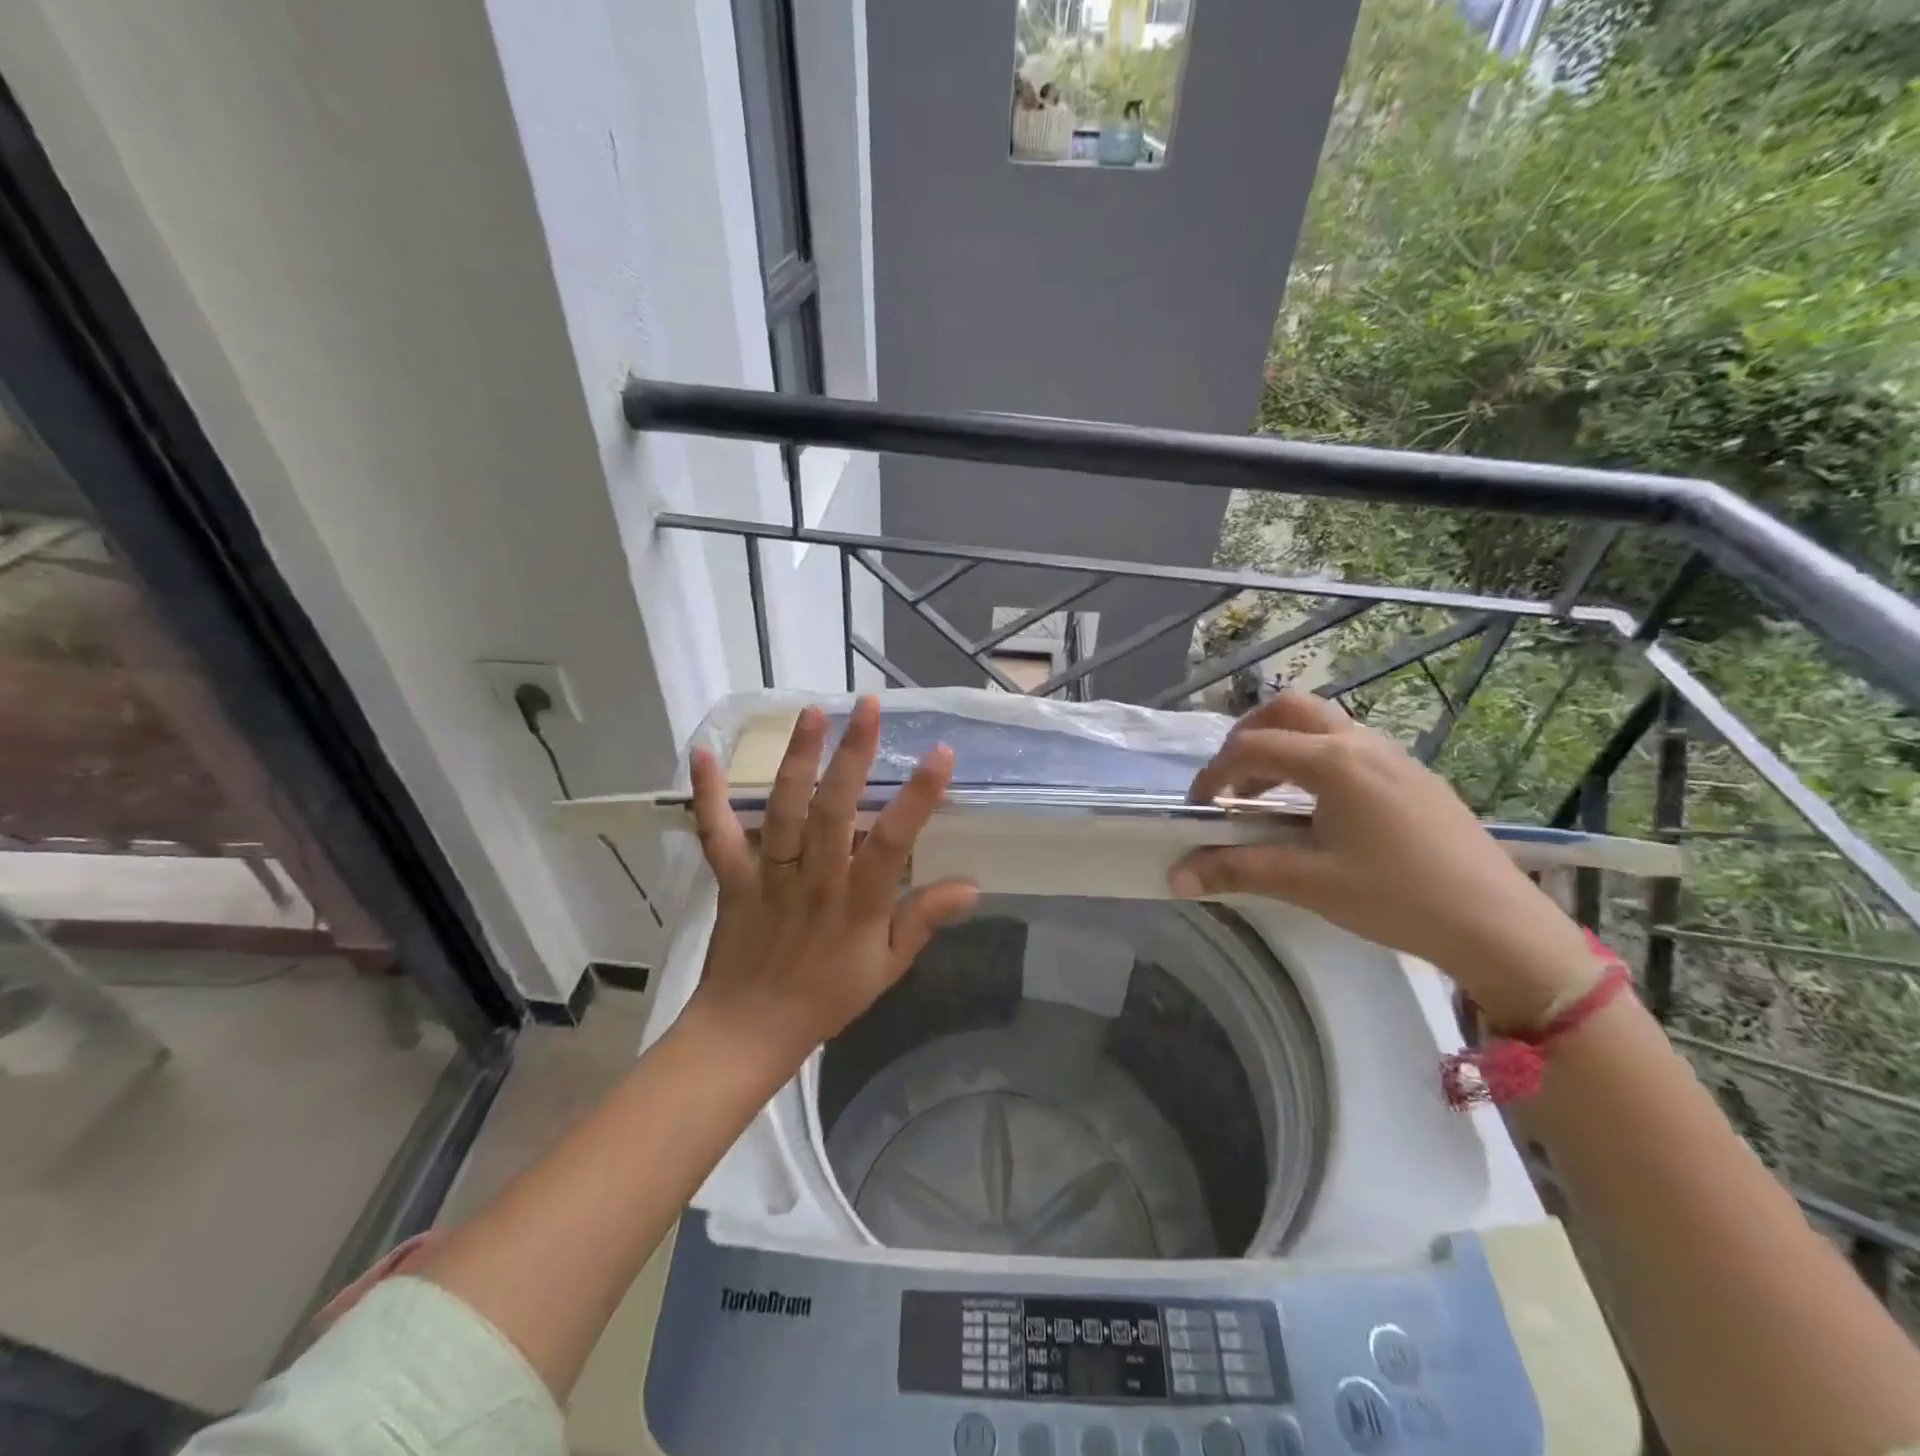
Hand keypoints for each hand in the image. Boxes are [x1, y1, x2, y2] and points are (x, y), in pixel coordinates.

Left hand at [686, 696, 978, 1061]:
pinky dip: (707, 795)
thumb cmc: (826, 997)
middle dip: (853, 755)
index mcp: (856, 903)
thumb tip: (971, 887)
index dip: (918, 797)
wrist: (750, 1029)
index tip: (940, 754)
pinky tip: (703, 753)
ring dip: (797, 759)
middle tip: (869, 707)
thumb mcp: (887, 968)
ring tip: (812, 712)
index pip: (892, 842)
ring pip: (783, 810)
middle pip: (834, 810)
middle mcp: (814, 880)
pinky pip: (716, 833)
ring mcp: (769, 876)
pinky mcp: (732, 878)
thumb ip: (923, 921)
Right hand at [1169, 692, 1594, 1026]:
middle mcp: (1362, 744)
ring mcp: (1394, 757)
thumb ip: (1238, 870)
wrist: (1500, 927)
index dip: (1214, 774)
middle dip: (1247, 735)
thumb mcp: (1310, 883)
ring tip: (1266, 796)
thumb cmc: (1398, 898)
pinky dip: (1314, 761)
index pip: (1252, 747)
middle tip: (1228, 779)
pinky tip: (1316, 810)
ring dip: (1282, 747)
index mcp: (1334, 762)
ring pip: (1322, 726)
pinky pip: (1349, 747)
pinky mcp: (1414, 777)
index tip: (1197, 808)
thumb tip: (1177, 876)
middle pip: (1289, 710)